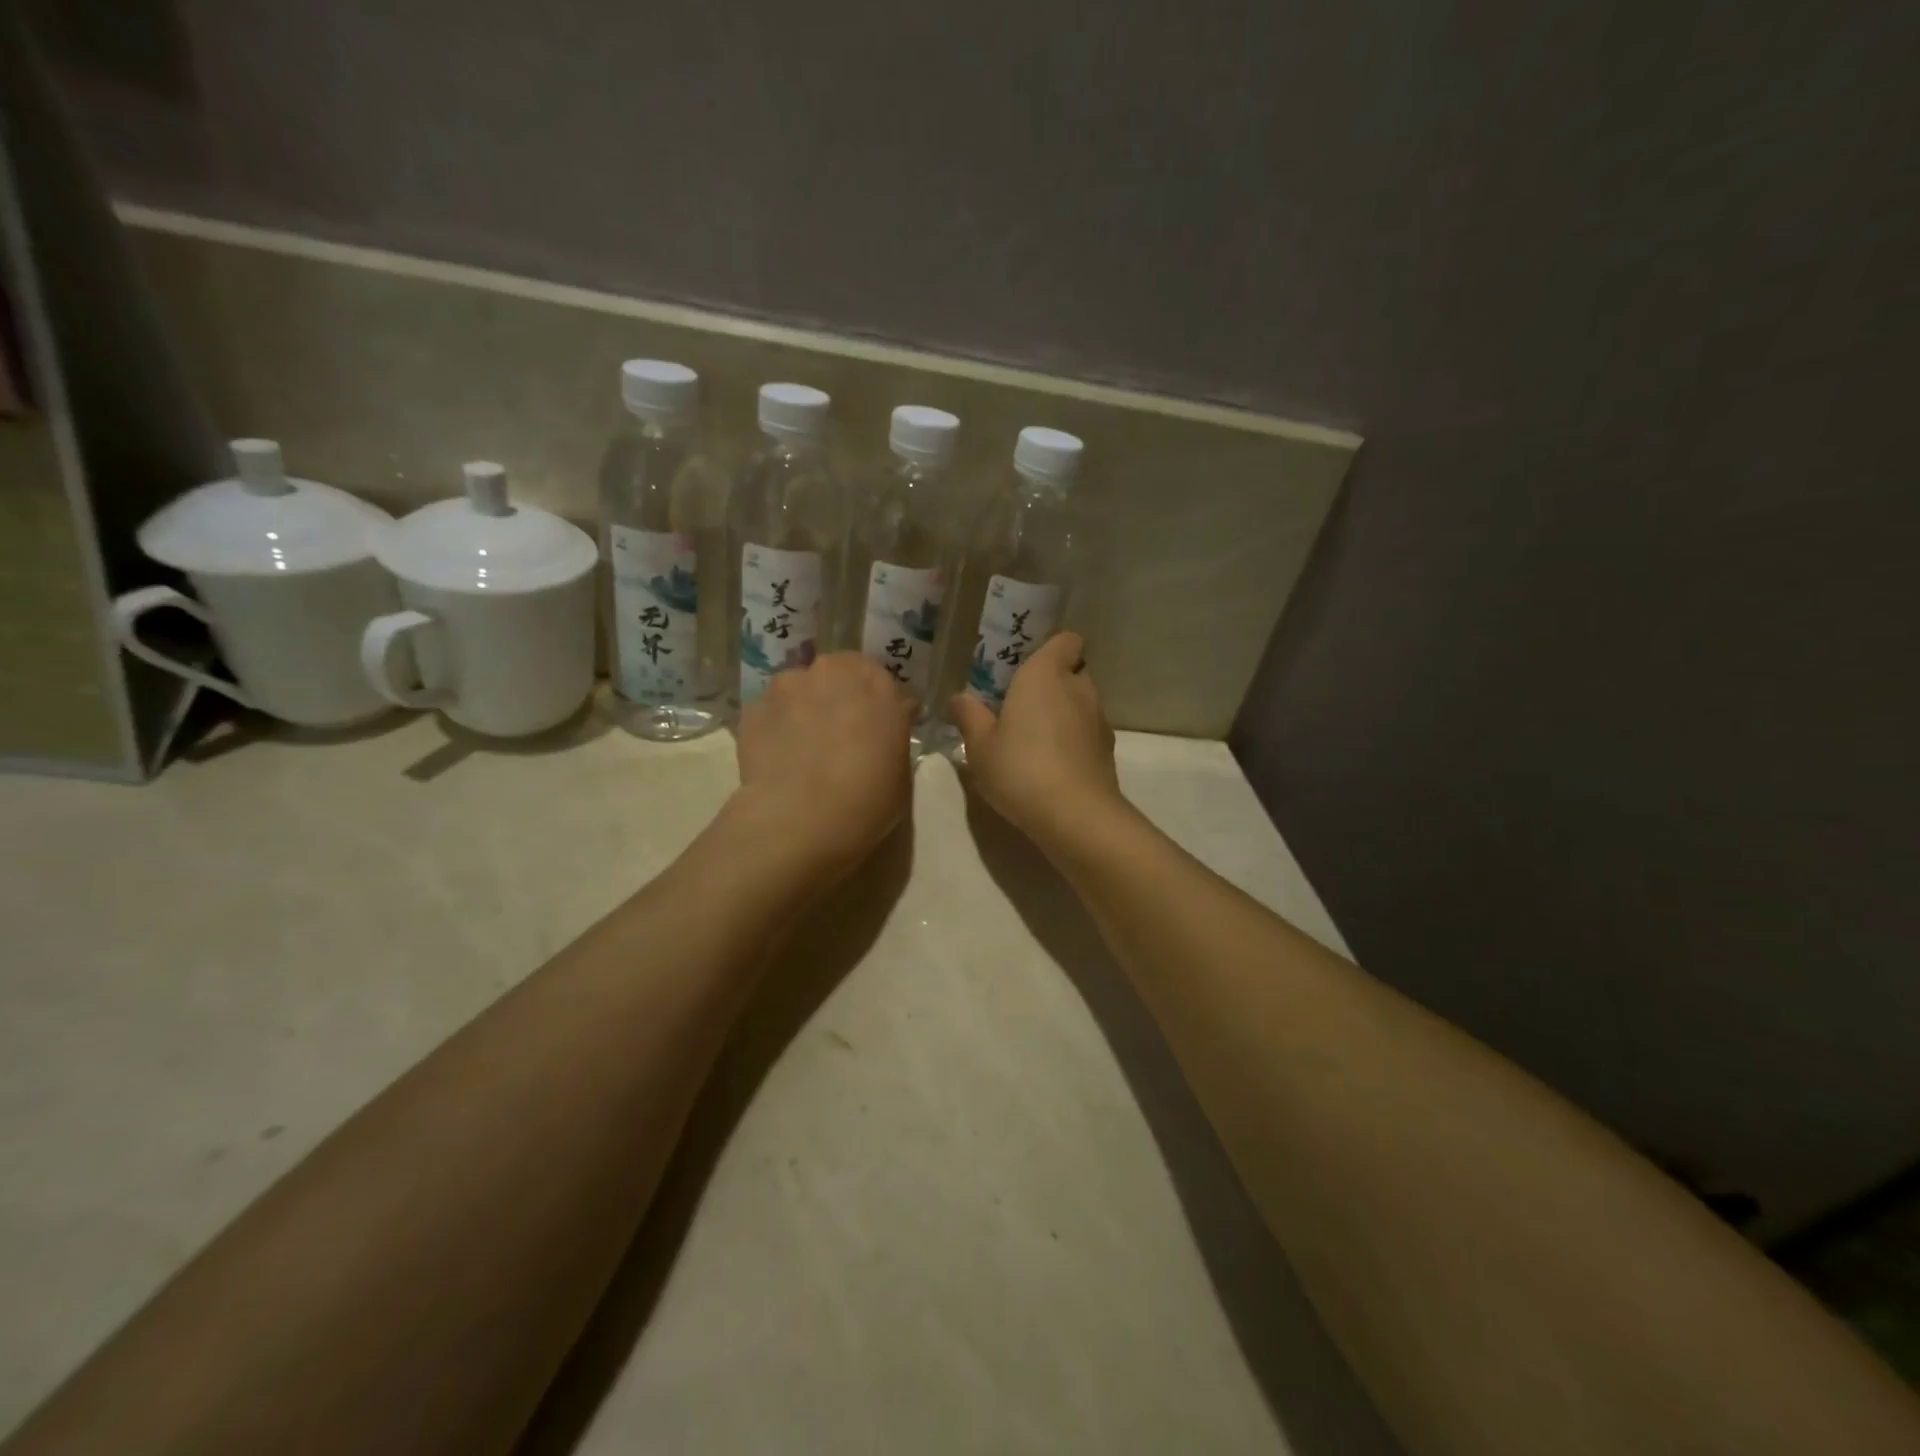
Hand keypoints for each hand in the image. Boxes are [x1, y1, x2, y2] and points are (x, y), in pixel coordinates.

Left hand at [731, 652, 914, 884]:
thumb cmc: (867, 798)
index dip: (874, 702)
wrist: (801, 819)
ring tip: (801, 747)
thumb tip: (885, 723)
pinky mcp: (753, 708)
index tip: (874, 725)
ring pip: (798, 689)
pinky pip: (769, 712)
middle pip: (835, 674)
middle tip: (837, 733)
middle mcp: (831, 672)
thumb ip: (891, 733)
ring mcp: (787, 686)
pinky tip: (777, 759)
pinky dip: (774, 727)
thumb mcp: (900, 768)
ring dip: (802, 708)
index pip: (879, 678)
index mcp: (876, 683)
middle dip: (836, 695)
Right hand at [949, 632, 1122, 850]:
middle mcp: (1079, 688)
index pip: (1066, 640)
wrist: (1075, 815)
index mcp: (1045, 674)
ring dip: (1062, 715)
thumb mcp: (980, 746)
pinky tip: (1050, 766)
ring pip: (1081, 704)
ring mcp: (1099, 720)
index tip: (1025, 668)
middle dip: (1051, 684)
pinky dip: (1072, 742)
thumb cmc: (1021, 769)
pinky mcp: (1107, 751)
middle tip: (1019, 707)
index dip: (1050, 649)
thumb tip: (959, 697)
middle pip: (1072, 672)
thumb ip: (969, 717)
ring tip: (1033, 741)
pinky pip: (1087, 734)